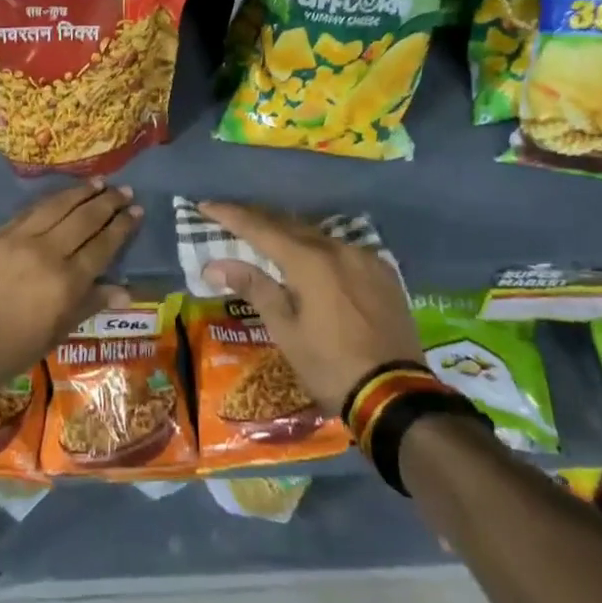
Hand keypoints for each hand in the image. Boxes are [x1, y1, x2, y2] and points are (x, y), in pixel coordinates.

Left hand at [0, 181, 140, 393]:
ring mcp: (18, 239)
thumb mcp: (54, 335)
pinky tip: (60, 196)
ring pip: (57, 207)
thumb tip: (124, 291)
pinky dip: (49, 201)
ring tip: (99, 183)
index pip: (103, 245)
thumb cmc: (8, 351)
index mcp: (67, 282)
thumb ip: (88, 305)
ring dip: (81, 193)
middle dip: (107, 203)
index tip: (137, 211)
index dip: (122, 227)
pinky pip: (28, 212)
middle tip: (124, 190)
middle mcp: (47, 252)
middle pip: (84, 219)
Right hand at [198, 201, 421, 413]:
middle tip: (232, 218)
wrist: (395, 396)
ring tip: (268, 239)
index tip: (206, 205)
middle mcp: (338, 248)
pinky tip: (313, 260)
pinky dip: (319, 250)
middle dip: (259, 220)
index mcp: (310, 261)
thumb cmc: (330, 366)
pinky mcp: (384, 274)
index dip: (231, 215)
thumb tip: (216, 265)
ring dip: (290, 235)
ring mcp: (366, 259)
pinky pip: (343, 250)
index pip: (261, 228)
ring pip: (318, 236)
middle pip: (290, 225)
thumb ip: (255, 288)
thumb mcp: (286, 331)